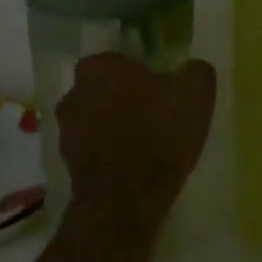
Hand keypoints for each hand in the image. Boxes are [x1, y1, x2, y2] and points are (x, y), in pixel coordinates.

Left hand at [57, 53, 216, 240]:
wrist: (126, 201)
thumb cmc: (159, 136)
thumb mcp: (195, 96)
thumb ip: (195, 71)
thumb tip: (192, 67)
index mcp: (100, 66)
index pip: (120, 60)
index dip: (141, 75)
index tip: (160, 91)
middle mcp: (74, 91)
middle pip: (104, 88)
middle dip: (123, 98)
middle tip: (153, 115)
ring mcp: (65, 128)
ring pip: (95, 117)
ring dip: (113, 125)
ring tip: (144, 145)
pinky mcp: (65, 160)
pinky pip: (91, 147)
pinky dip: (107, 152)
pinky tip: (131, 166)